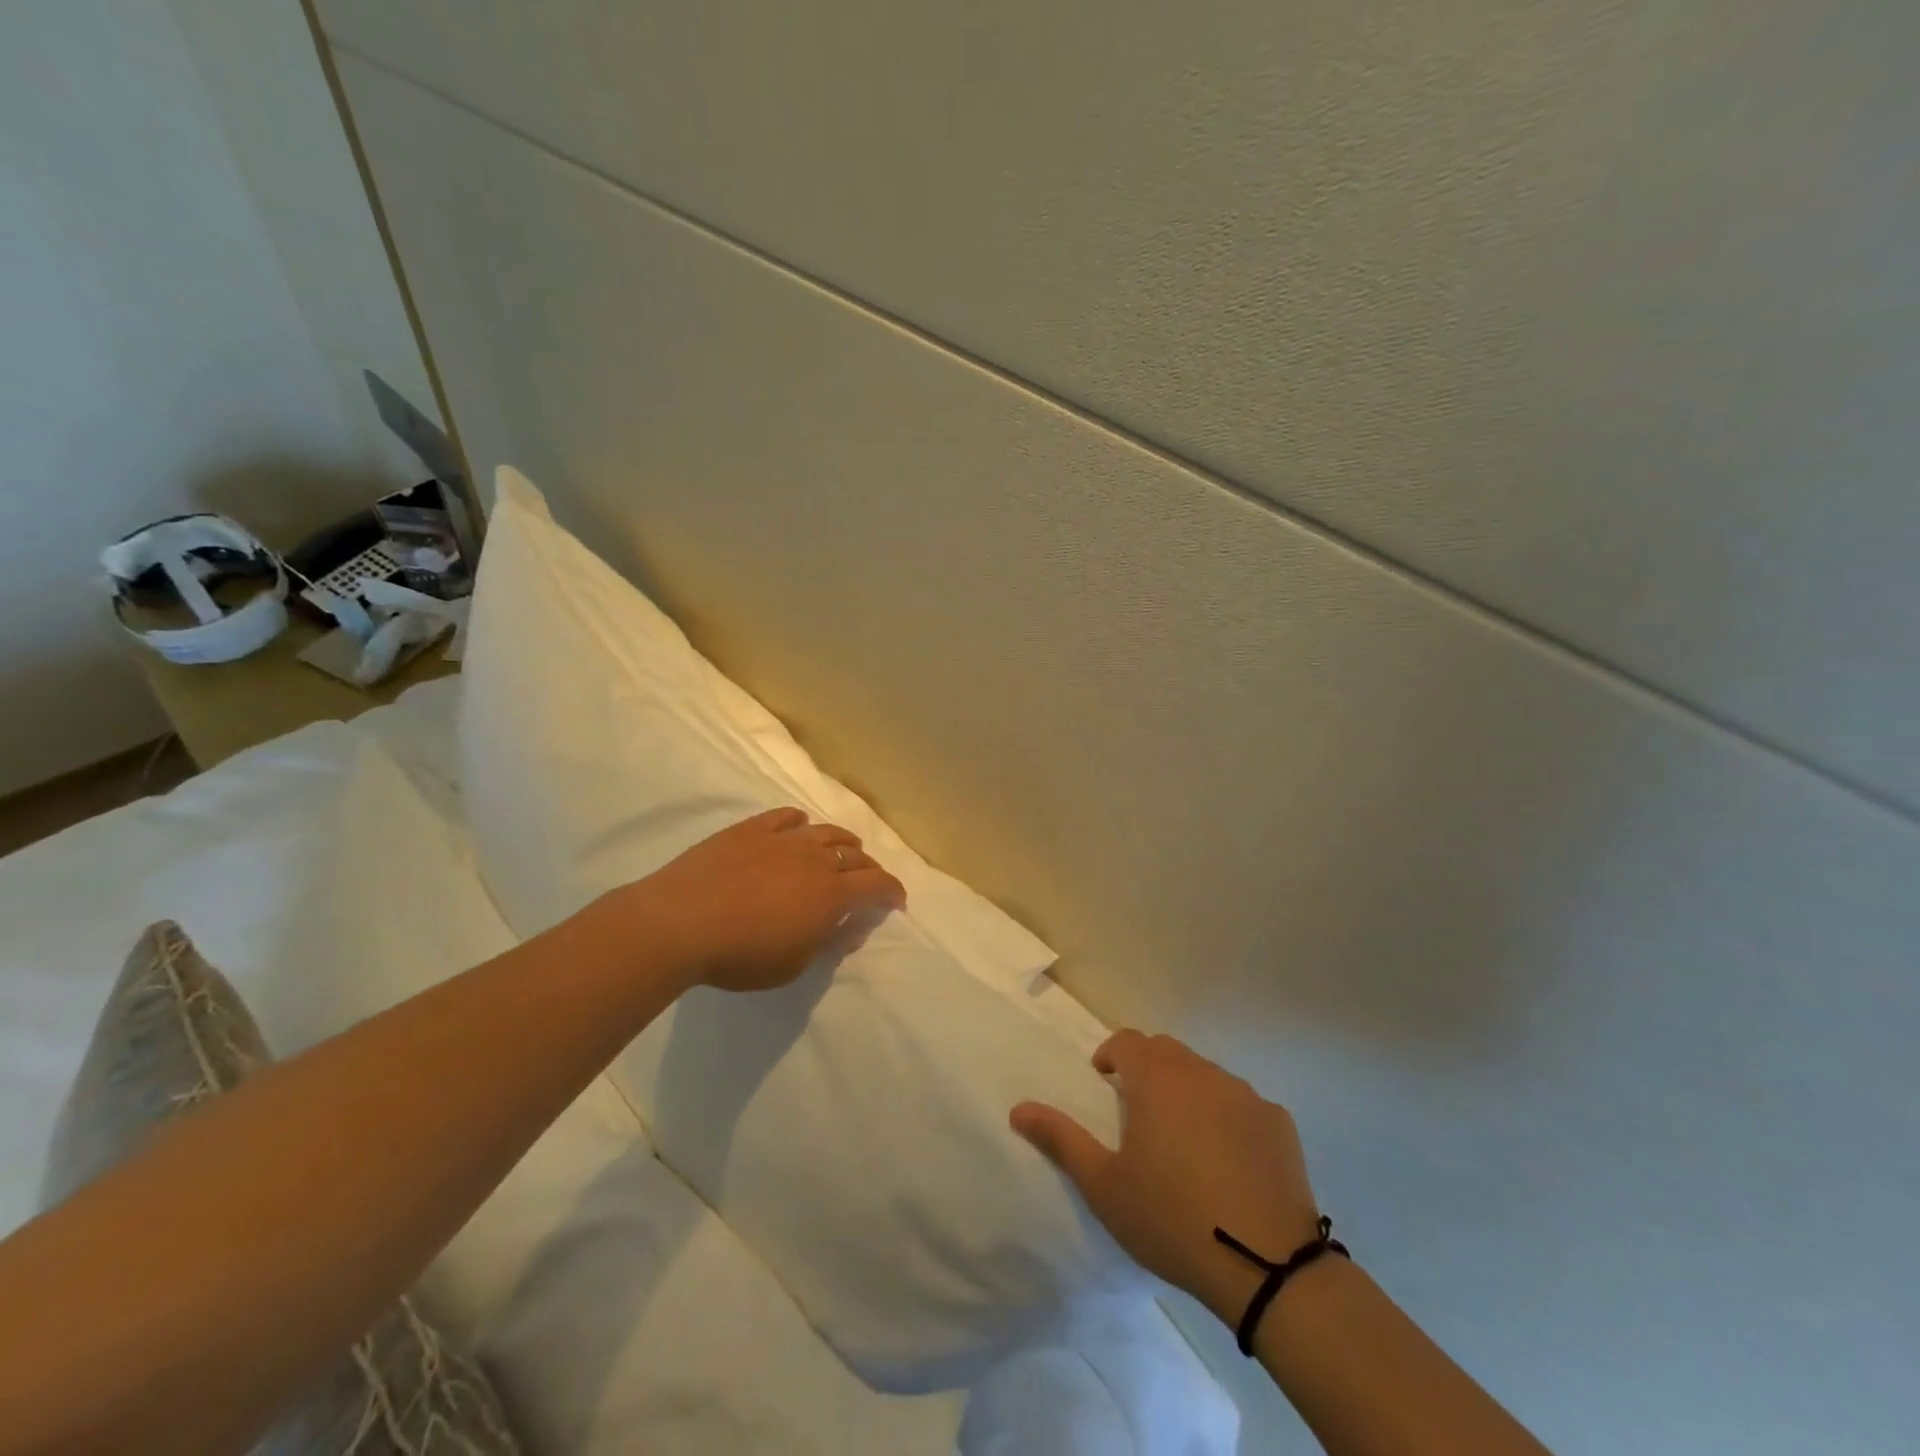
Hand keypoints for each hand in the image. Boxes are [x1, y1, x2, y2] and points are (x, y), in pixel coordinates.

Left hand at [611, 807, 905, 992]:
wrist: (678, 923)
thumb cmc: (739, 956)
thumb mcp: (792, 966)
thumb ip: (826, 943)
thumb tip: (849, 927)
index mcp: (831, 894)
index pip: (877, 885)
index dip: (892, 892)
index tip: (896, 902)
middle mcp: (815, 859)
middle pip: (855, 855)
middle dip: (869, 869)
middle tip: (868, 882)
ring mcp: (782, 840)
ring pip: (825, 832)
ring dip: (842, 841)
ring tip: (845, 848)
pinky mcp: (750, 830)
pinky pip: (785, 817)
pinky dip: (800, 822)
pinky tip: (799, 825)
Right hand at [1012, 1031, 1322, 1325]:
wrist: (1265, 1264)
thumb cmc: (1171, 1217)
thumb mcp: (1104, 1185)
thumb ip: (1060, 1139)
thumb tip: (1018, 1109)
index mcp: (1157, 1078)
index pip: (1128, 1041)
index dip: (1112, 1054)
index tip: (1105, 1080)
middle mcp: (1202, 1072)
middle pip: (1167, 1052)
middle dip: (1147, 1068)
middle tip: (1138, 1110)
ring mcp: (1246, 1095)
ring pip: (1207, 1075)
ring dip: (1188, 1090)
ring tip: (1182, 1138)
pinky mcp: (1279, 1122)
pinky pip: (1243, 1104)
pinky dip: (1228, 1117)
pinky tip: (1228, 1160)